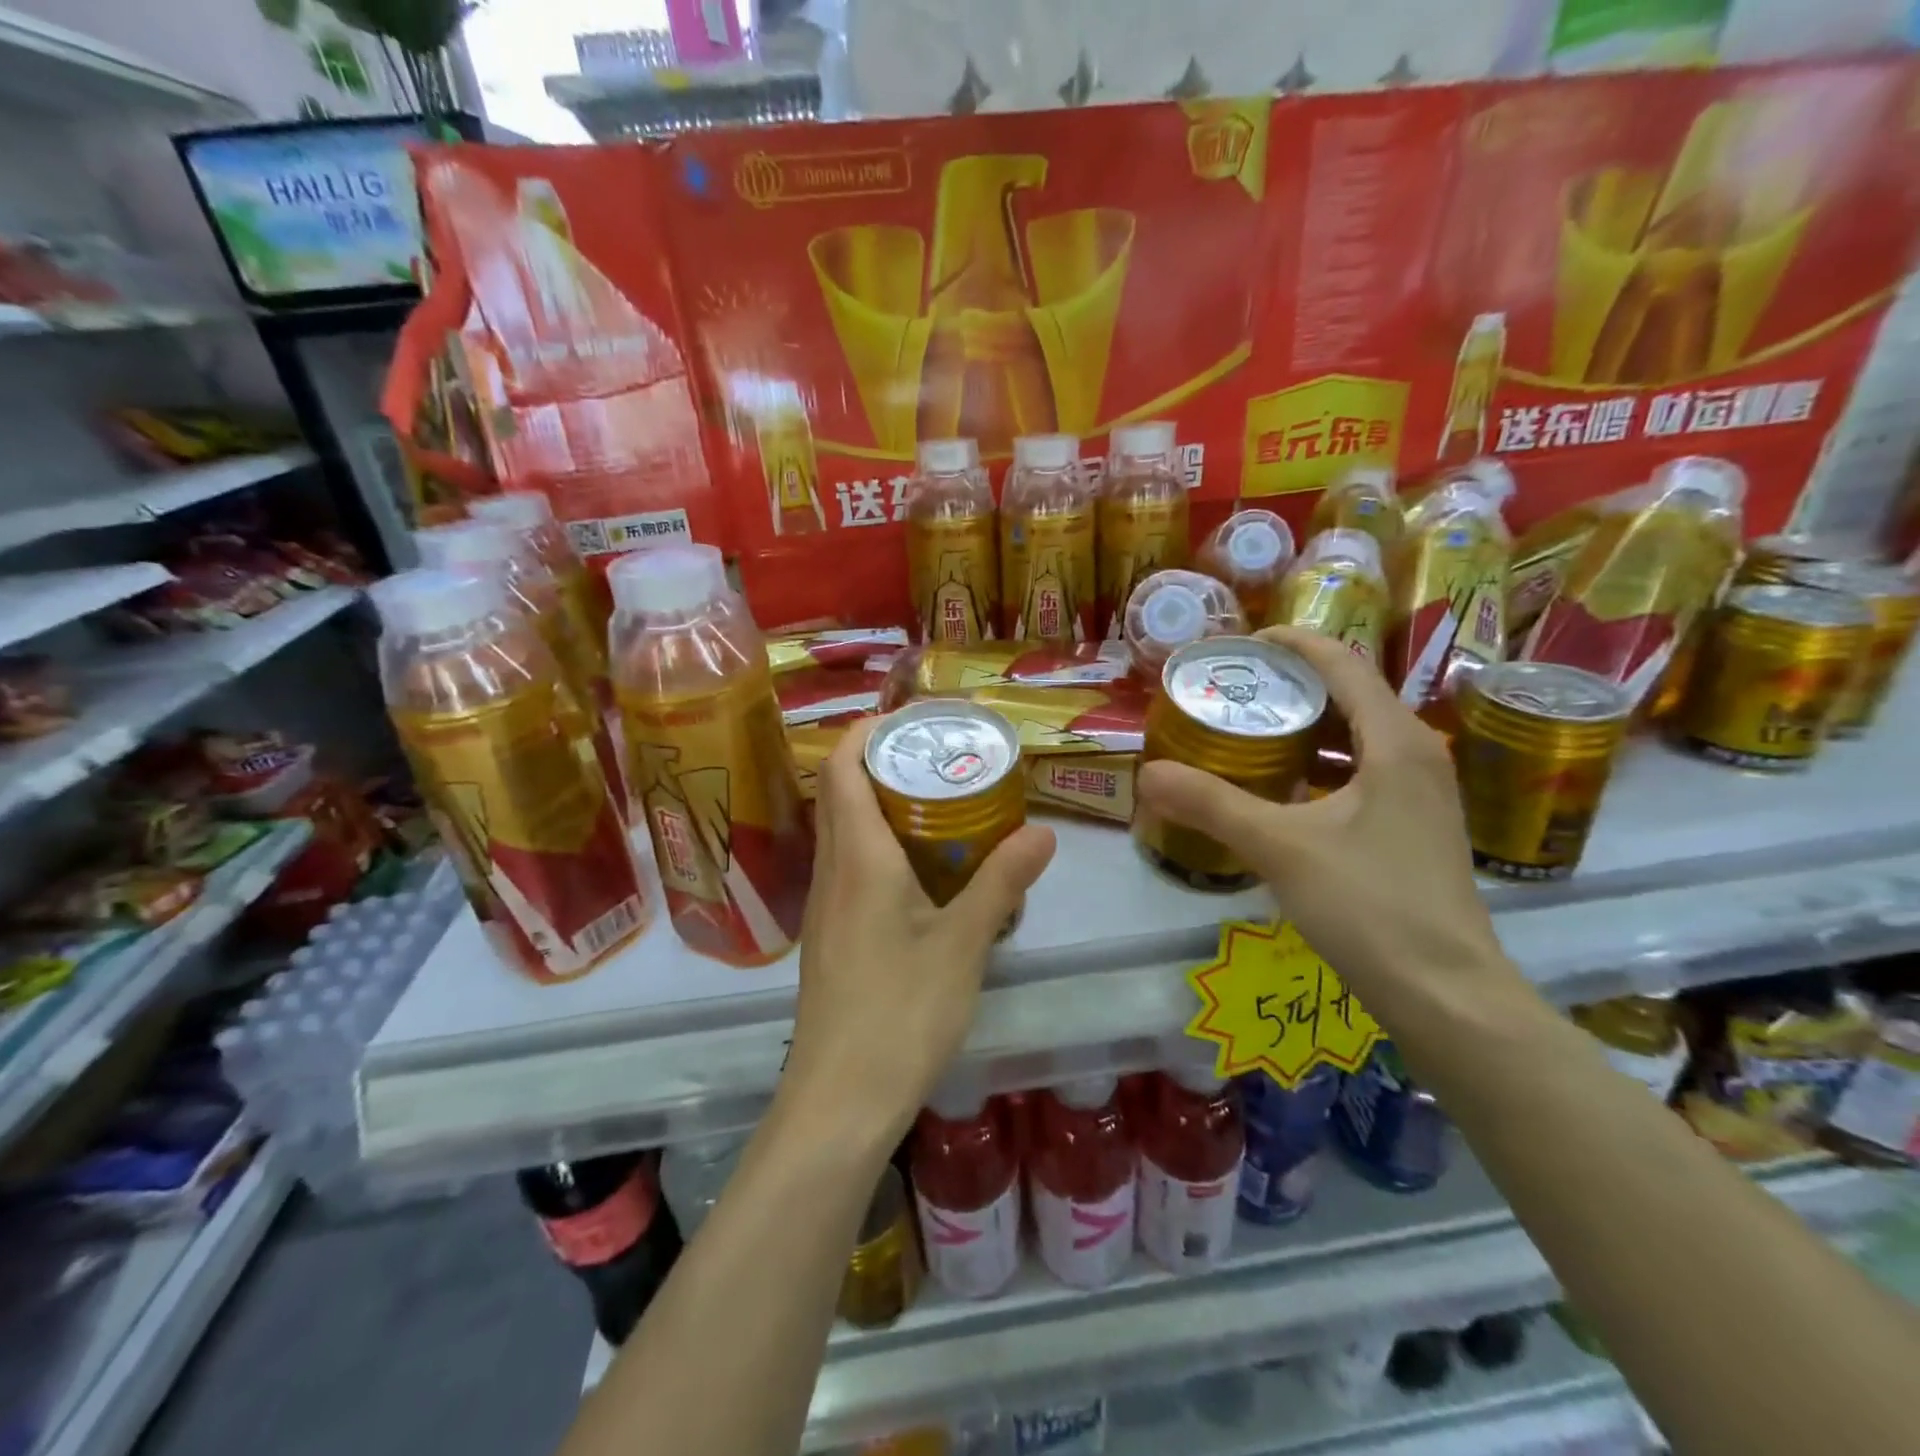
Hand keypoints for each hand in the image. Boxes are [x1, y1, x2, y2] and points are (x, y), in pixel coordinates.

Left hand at [783, 718, 1056, 1142]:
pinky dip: (880, 848)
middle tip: (941, 758)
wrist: (838, 1101)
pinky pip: (850, 869)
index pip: (843, 768)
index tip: (911, 719)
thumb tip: (1042, 833)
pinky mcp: (831, 938)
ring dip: (881, 807)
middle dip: (883, 764)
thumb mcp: (963, 944)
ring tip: (940, 804)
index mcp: (858, 859)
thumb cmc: (900, 1013)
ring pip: (845, 833)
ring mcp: (825, 907)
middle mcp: (832, 872)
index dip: (866, 731)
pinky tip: (923, 872)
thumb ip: (1001, 883)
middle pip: (842, 794)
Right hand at [1136, 627, 1528, 1030]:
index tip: (1241, 643)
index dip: (1293, 643)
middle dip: (1291, 685)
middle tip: (1232, 689)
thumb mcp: (1280, 847)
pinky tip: (1280, 791)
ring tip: (1247, 731)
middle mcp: (1418, 755)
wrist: (1446, 994)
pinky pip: (1361, 773)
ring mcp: (1421, 795)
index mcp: (1396, 742)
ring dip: (1304, 727)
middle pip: (1350, 695)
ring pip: (1356, 737)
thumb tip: (1148, 773)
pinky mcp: (1414, 829)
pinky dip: (1318, 766)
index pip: (1343, 664)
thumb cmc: (1370, 905)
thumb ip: (1211, 805)